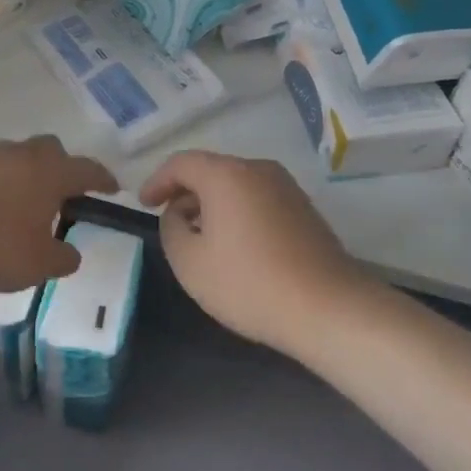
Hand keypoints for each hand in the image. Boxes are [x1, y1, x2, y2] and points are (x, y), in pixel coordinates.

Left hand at [0, 137, 117, 291]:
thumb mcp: (36, 264)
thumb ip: (61, 258)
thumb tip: (71, 253)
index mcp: (49, 172)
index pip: (87, 170)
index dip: (103, 179)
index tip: (113, 188)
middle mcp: (20, 154)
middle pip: (49, 151)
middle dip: (60, 168)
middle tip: (61, 194)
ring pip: (13, 158)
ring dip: (21, 176)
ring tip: (18, 206)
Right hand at [139, 151, 375, 357]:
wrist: (327, 307)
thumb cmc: (249, 283)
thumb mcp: (190, 262)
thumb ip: (171, 228)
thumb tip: (179, 213)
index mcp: (226, 174)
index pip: (181, 163)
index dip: (157, 180)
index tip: (144, 203)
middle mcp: (257, 168)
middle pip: (211, 170)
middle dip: (186, 192)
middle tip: (171, 222)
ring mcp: (286, 186)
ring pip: (237, 184)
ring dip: (213, 203)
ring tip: (201, 237)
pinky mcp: (304, 207)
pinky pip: (258, 198)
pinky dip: (238, 212)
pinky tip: (236, 245)